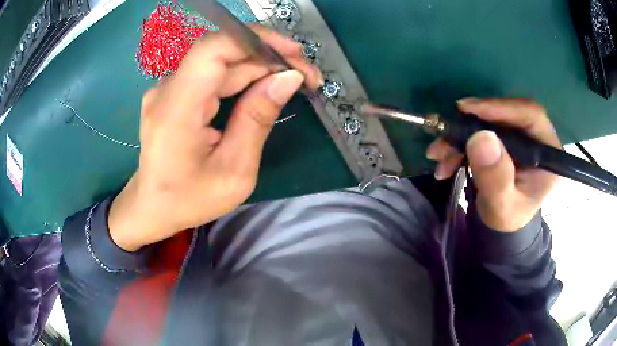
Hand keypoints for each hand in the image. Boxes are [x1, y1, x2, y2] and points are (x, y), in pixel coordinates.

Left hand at [108, 26, 322, 250]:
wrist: (152, 206)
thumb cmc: (189, 199)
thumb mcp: (234, 172)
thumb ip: (258, 120)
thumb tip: (289, 78)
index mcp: (176, 110)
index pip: (214, 49)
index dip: (257, 40)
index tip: (294, 54)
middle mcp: (167, 89)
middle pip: (223, 52)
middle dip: (269, 56)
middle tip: (307, 75)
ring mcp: (168, 88)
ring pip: (221, 62)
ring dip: (260, 65)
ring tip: (295, 79)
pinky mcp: (175, 92)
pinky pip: (213, 74)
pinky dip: (243, 76)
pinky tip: (266, 85)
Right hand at [426, 98, 561, 231]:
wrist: (501, 225)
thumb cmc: (507, 219)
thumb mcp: (502, 207)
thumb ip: (496, 178)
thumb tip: (481, 137)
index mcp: (549, 153)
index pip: (531, 115)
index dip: (501, 108)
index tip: (468, 109)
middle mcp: (536, 138)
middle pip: (505, 115)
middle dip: (471, 125)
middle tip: (445, 134)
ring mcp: (519, 137)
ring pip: (488, 122)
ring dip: (459, 136)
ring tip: (438, 155)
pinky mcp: (504, 138)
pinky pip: (479, 131)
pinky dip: (459, 143)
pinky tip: (444, 160)